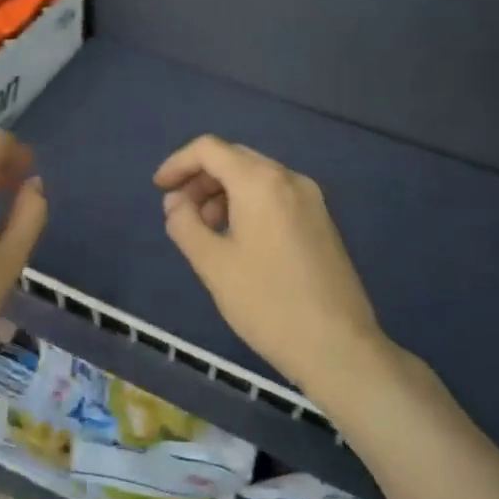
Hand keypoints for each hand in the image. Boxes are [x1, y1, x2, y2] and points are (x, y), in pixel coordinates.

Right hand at [155, 136, 383, 392]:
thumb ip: (185, 224)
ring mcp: (310, 198)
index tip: (158, 190)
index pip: (209, 149)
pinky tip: (236, 238)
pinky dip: (247, 203)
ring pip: (255, 177)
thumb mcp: (213, 264)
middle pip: (234, 158)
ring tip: (205, 230)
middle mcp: (289, 178)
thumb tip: (176, 203)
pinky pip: (275, 195)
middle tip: (178, 212)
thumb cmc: (268, 303)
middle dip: (200, 179)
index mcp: (260, 181)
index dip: (178, 163)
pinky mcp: (321, 220)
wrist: (339, 348)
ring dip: (223, 192)